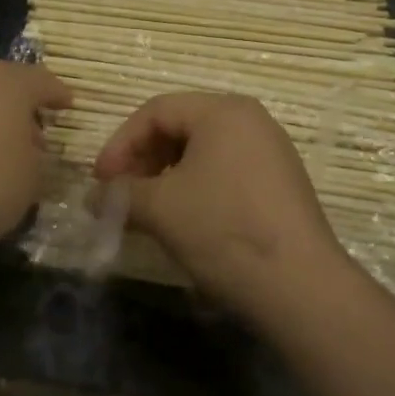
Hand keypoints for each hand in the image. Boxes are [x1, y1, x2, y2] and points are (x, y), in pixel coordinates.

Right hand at [92, 92, 347, 321]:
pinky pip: (227, 169)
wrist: (300, 285)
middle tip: (122, 194)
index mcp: (222, 110)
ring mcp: (271, 150)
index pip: (156, 111)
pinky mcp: (282, 181)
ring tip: (149, 209)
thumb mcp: (161, 208)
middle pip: (181, 125)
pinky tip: (187, 218)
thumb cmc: (223, 229)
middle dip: (144, 158)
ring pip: (204, 149)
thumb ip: (120, 194)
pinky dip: (197, 185)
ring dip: (167, 174)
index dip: (121, 143)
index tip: (100, 180)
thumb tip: (94, 197)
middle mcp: (250, 119)